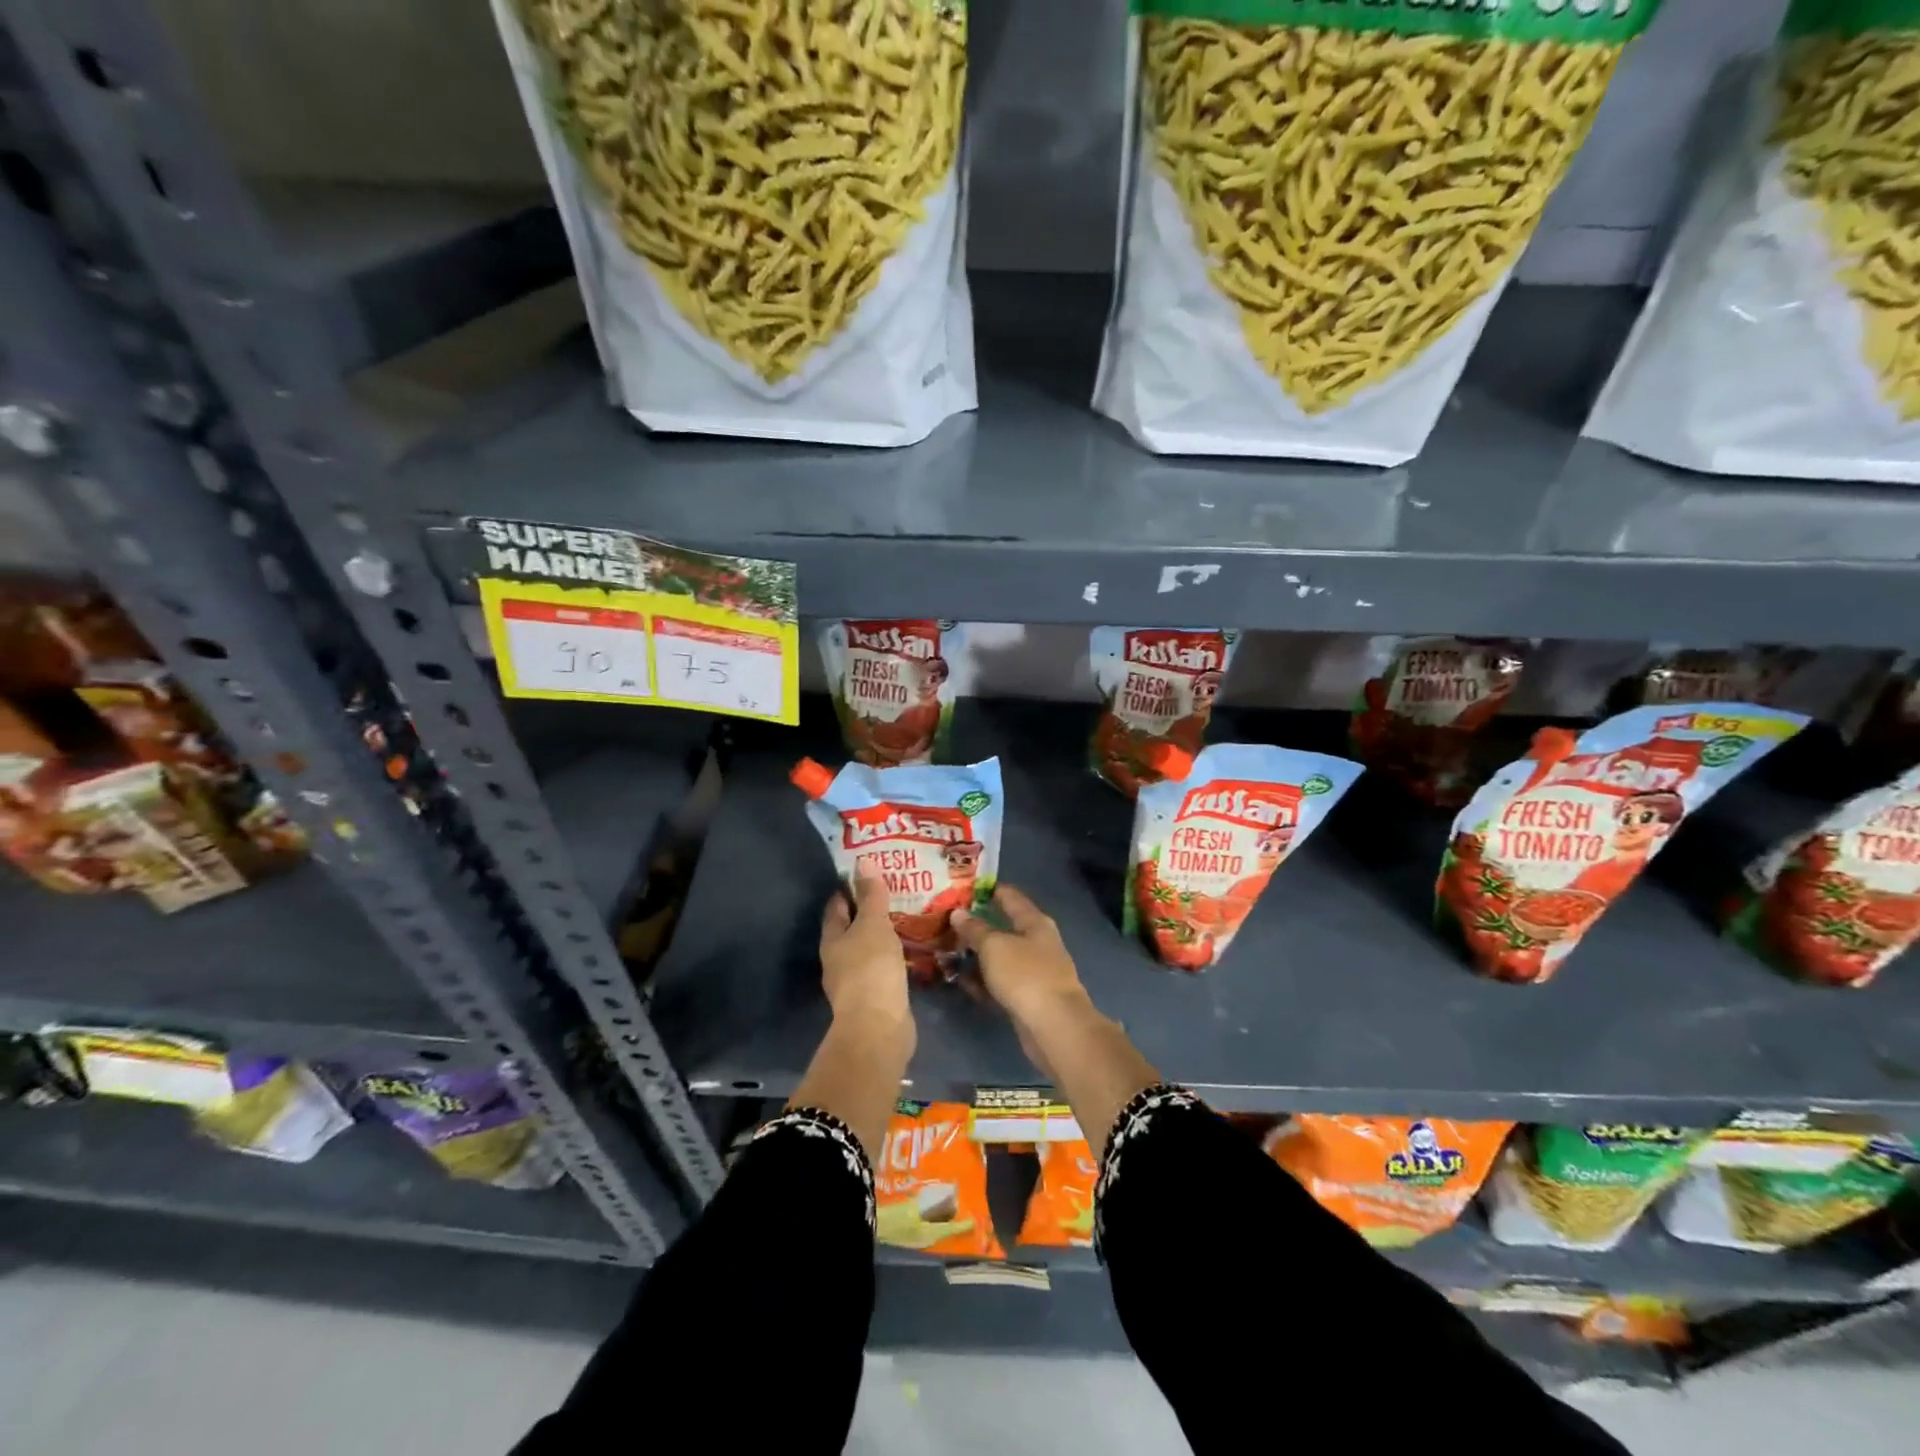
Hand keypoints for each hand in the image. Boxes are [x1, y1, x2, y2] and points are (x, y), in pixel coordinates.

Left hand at [819, 865, 912, 1045]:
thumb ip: (871, 895)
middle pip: (850, 928)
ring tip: (903, 916)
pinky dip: (892, 955)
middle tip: (891, 890)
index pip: (837, 906)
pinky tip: (908, 949)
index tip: (867, 872)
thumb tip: (862, 860)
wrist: (878, 1027)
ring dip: (881, 934)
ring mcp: (855, 980)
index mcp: (832, 939)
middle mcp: (838, 959)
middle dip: (867, 911)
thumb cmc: (871, 968)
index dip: (849, 888)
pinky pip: (882, 967)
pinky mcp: (874, 996)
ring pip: (867, 948)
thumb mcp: (873, 925)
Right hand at [952, 886, 1092, 1070]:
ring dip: (976, 954)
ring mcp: (1033, 971)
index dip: (988, 889)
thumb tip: (958, 912)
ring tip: (946, 949)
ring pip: (999, 956)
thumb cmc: (1025, 975)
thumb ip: (974, 929)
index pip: (1010, 896)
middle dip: (976, 924)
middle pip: (1003, 927)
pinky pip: (999, 982)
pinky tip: (960, 980)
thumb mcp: (994, 946)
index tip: (962, 886)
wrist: (1054, 1027)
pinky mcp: (1026, 997)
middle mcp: (1036, 942)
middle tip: (946, 920)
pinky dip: (982, 980)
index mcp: (1034, 922)